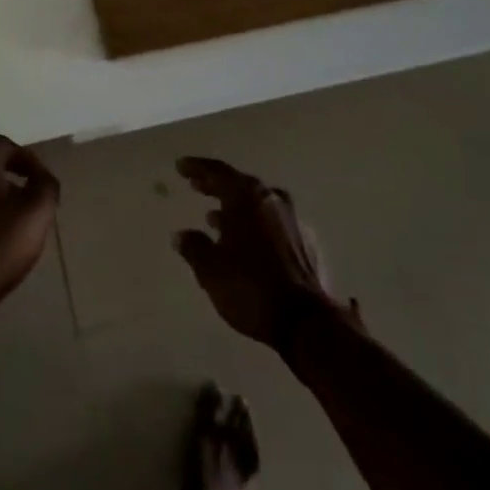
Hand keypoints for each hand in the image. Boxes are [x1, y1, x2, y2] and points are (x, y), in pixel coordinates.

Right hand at [173, 157, 348, 352]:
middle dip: (216, 186)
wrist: (307, 322)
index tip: (181, 166)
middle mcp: (272, 200)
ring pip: (259, 205)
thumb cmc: (251, 287)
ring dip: (236, 209)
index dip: (197, 167)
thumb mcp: (211, 270)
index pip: (217, 172)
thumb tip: (183, 235)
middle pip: (239, 185)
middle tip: (196, 185)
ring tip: (215, 219)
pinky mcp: (308, 244)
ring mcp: (294, 220)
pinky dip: (256, 228)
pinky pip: (274, 225)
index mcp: (247, 197)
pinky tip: (247, 244)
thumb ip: (194, 247)